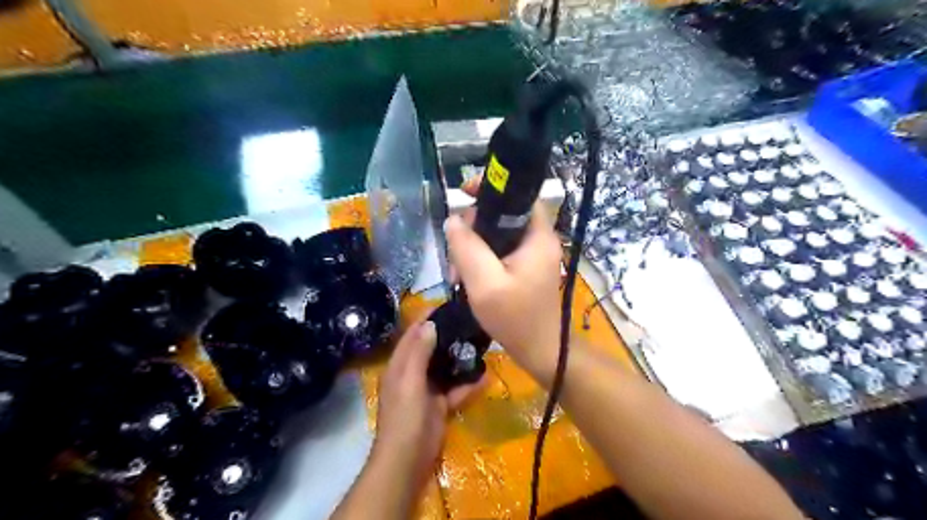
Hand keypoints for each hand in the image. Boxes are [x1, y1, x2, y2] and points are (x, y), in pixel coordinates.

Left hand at [373, 321, 486, 490]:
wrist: (408, 460)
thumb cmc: (405, 417)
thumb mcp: (409, 381)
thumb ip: (419, 352)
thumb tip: (430, 324)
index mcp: (400, 365)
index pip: (412, 335)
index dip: (425, 319)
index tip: (445, 304)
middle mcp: (412, 373)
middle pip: (431, 348)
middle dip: (447, 336)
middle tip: (470, 322)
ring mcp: (427, 390)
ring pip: (445, 368)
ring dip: (460, 358)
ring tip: (481, 343)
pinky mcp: (440, 405)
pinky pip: (455, 389)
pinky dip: (468, 384)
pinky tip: (486, 376)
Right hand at [442, 185, 560, 385]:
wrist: (539, 351)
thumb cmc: (516, 318)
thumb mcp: (485, 283)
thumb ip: (467, 248)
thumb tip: (454, 220)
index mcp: (537, 236)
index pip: (519, 195)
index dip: (491, 189)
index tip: (463, 194)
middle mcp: (538, 240)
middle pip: (502, 216)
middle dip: (474, 229)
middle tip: (456, 254)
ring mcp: (532, 255)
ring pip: (497, 236)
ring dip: (473, 249)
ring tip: (457, 273)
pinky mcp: (525, 268)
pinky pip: (499, 253)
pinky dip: (481, 261)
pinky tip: (467, 280)